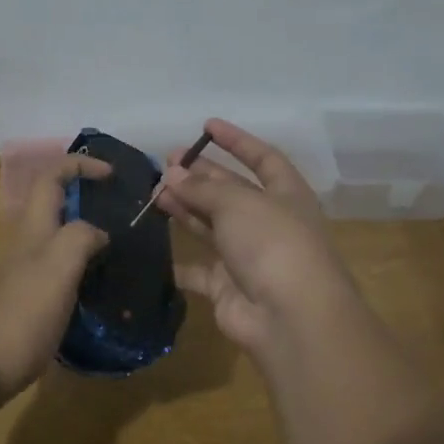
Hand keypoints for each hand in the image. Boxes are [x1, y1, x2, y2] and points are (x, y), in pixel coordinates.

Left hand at [0, 154, 109, 402]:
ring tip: (118, 259)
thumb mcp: (57, 268)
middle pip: (52, 209)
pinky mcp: (22, 309)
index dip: (80, 165)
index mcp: (33, 231)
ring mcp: (20, 279)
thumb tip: (99, 231)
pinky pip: (56, 278)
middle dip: (85, 203)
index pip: (51, 177)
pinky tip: (96, 297)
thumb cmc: (17, 314)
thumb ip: (80, 239)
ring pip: (56, 245)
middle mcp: (24, 248)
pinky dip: (79, 276)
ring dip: (85, 242)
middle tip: (122, 219)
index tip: (112, 174)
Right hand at [157, 120, 378, 368]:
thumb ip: (202, 188)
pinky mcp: (228, 288)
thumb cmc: (272, 243)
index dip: (237, 141)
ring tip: (154, 193)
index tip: (206, 126)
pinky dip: (178, 262)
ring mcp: (249, 257)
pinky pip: (198, 270)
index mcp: (286, 195)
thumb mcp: (238, 203)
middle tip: (165, 163)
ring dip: (185, 208)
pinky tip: (153, 247)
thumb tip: (172, 174)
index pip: (263, 158)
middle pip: (231, 192)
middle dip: (200, 176)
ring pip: (212, 226)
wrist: (290, 317)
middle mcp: (269, 222)